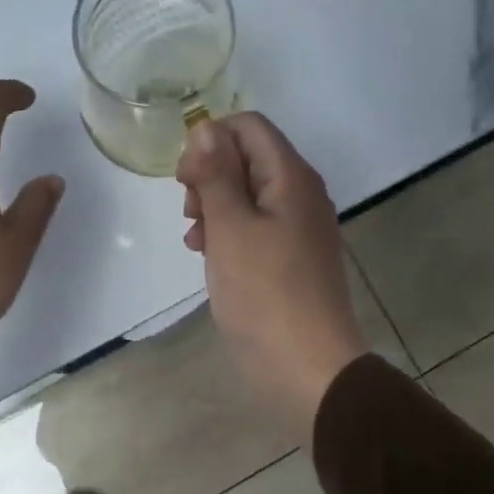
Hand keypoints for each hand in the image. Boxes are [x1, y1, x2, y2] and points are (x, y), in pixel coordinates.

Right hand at [177, 114, 366, 436]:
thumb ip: (216, 174)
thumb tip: (206, 127)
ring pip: (248, 195)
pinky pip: (256, 228)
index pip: (248, 127)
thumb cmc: (264, 294)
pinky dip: (229, 233)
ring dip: (215, 207)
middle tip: (190, 212)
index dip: (210, 141)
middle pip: (248, 158)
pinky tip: (208, 256)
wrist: (308, 367)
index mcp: (291, 177)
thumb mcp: (231, 228)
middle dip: (210, 176)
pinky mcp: (292, 258)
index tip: (185, 180)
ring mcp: (299, 228)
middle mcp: (301, 194)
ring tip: (195, 239)